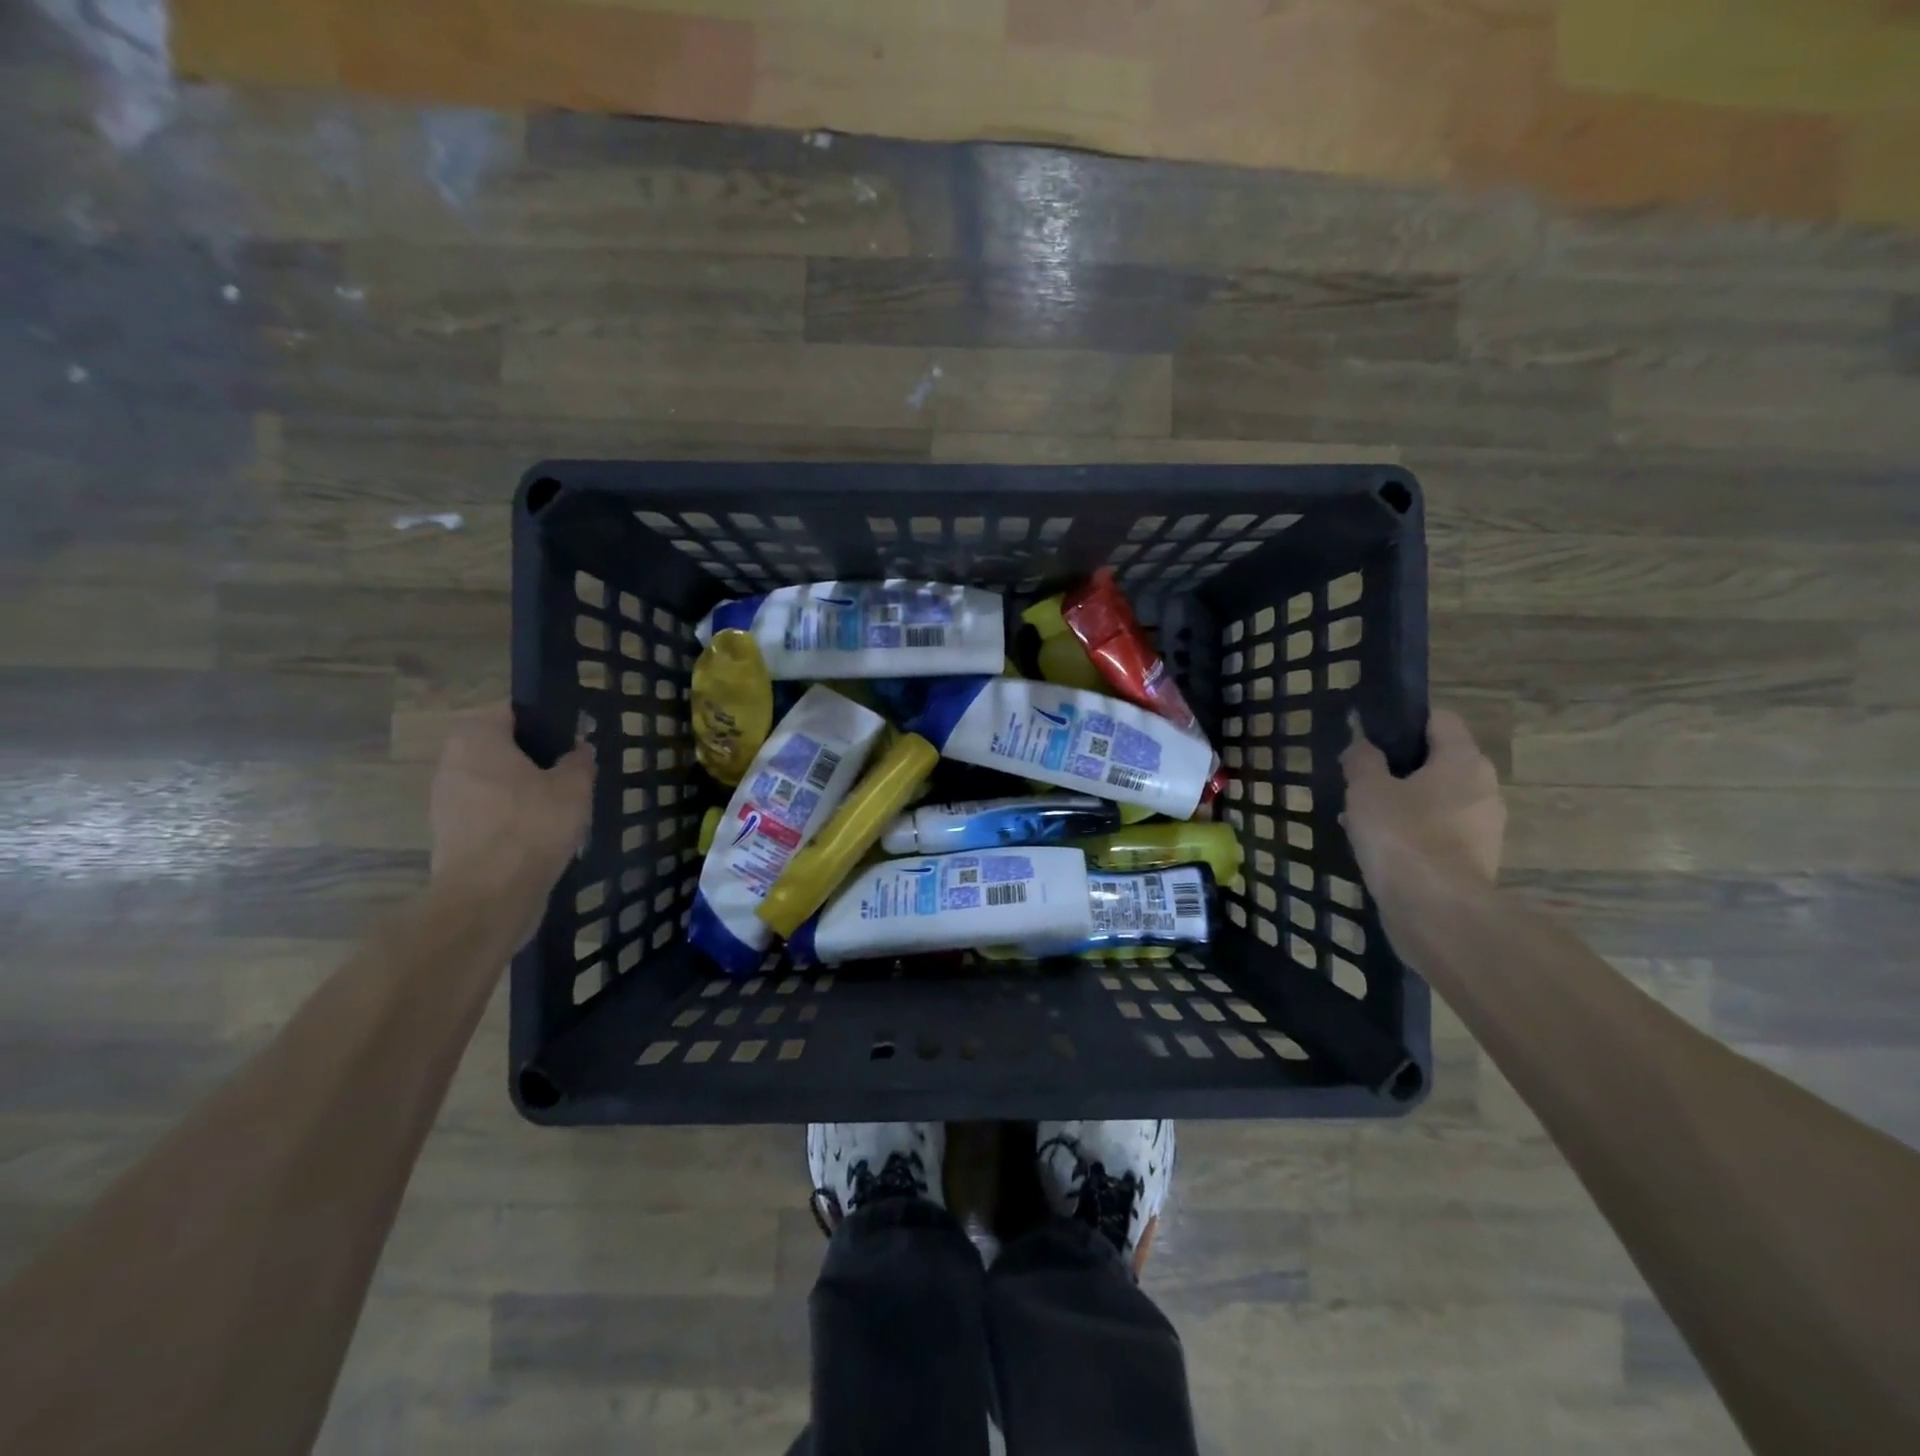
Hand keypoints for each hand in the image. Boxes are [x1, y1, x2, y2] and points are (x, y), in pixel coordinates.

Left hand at [430, 705, 593, 888]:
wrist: (490, 895)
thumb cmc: (532, 825)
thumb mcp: (574, 786)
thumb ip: (579, 761)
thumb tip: (579, 749)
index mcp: (477, 736)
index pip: (512, 711)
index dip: (546, 722)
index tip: (572, 739)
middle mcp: (452, 761)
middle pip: (500, 747)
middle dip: (534, 759)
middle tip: (570, 775)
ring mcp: (445, 799)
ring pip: (494, 782)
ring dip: (523, 791)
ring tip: (560, 809)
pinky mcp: (449, 834)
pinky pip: (488, 813)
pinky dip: (512, 819)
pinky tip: (540, 836)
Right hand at [1341, 709, 1504, 895]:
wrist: (1436, 909)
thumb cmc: (1401, 835)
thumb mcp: (1366, 789)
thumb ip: (1362, 761)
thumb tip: (1363, 746)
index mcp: (1463, 759)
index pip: (1439, 719)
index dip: (1405, 721)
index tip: (1372, 736)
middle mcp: (1483, 787)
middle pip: (1439, 762)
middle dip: (1400, 769)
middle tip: (1361, 782)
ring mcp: (1484, 827)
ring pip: (1437, 800)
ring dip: (1404, 803)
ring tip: (1362, 818)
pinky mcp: (1475, 860)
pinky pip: (1439, 832)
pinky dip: (1412, 833)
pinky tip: (1380, 847)